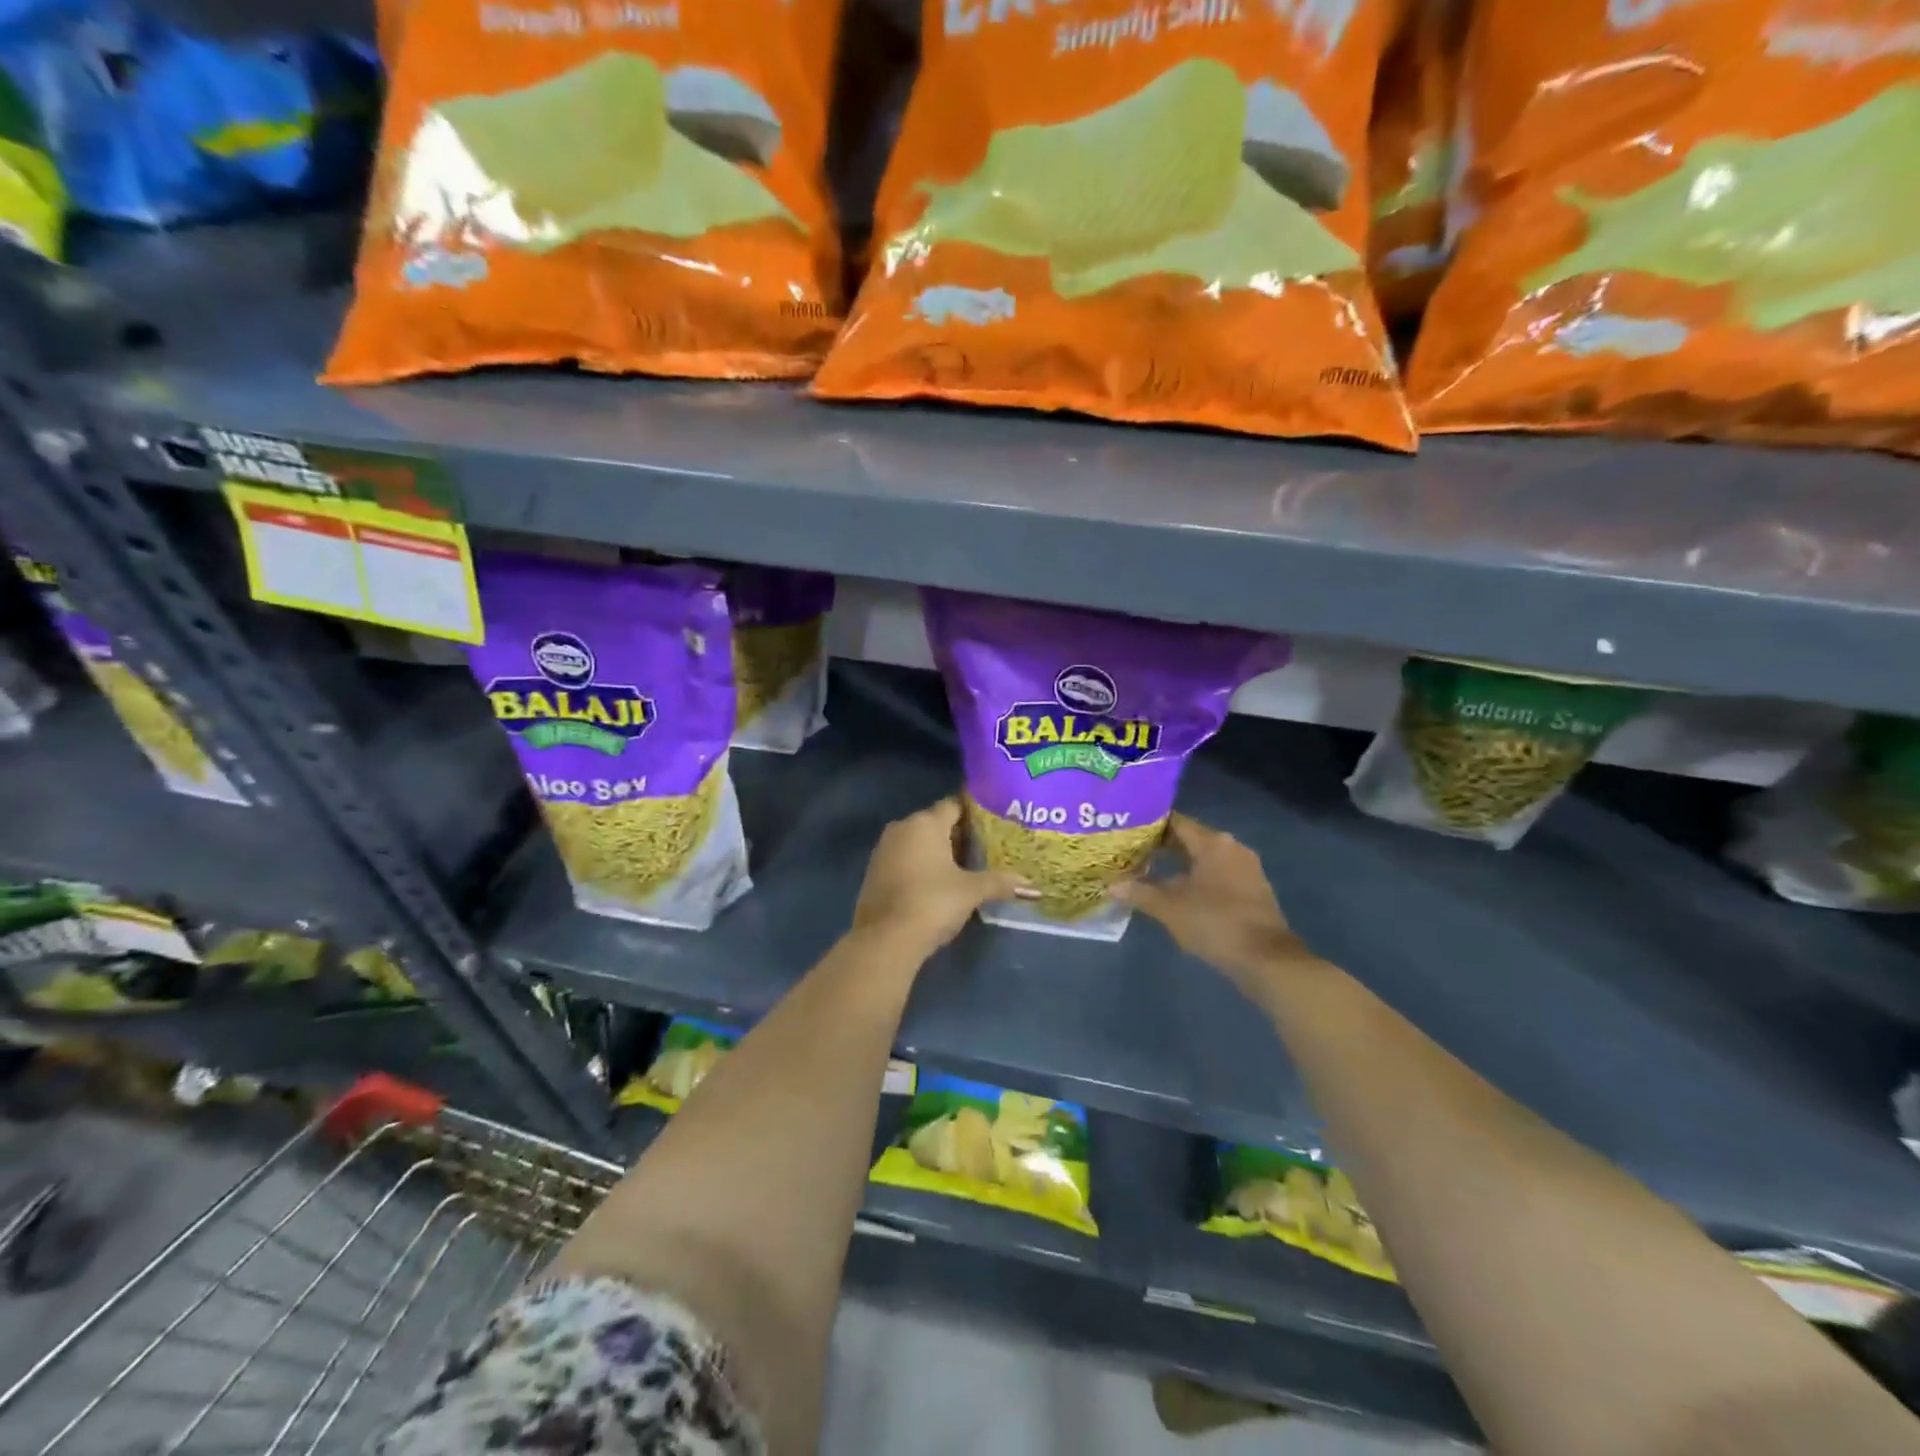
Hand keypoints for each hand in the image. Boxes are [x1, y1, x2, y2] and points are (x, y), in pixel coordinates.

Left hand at [852, 795, 1025, 956]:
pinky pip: (905, 859)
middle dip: (959, 834)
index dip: (975, 811)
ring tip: (968, 866)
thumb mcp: (971, 891)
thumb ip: (1000, 883)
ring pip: (919, 842)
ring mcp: (884, 849)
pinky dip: (923, 865)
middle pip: (936, 823)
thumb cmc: (932, 902)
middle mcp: (902, 828)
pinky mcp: (875, 872)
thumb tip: (1032, 886)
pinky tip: (940, 882)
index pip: (954, 805)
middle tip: (987, 846)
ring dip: (940, 851)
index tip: (995, 821)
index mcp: (925, 823)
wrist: (885, 939)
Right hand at [1113, 814, 1309, 996]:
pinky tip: (1178, 894)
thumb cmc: (1215, 922)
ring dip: (1180, 865)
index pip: (1176, 822)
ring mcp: (1247, 870)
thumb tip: (1111, 886)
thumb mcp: (1169, 908)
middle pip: (1191, 839)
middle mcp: (1232, 848)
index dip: (1149, 825)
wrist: (1266, 959)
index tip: (1126, 831)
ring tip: (1149, 873)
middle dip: (1161, 846)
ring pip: (1205, 859)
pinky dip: (1197, 880)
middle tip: (1131, 852)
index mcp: (1213, 843)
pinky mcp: (1253, 891)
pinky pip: (1218, 876)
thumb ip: (1139, 892)